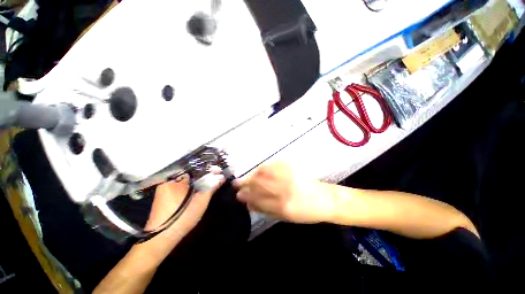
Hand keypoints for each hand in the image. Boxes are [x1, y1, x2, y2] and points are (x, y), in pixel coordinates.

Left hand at [144, 172, 224, 248]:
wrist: (160, 239)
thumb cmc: (182, 217)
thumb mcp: (201, 201)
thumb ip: (212, 187)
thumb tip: (222, 177)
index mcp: (175, 179)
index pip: (196, 168)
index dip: (208, 169)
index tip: (218, 171)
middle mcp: (168, 180)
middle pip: (191, 173)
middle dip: (204, 175)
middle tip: (216, 177)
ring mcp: (165, 188)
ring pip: (187, 180)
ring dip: (198, 181)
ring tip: (210, 183)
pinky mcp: (164, 196)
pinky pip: (181, 186)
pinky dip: (191, 186)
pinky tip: (198, 190)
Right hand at [234, 162, 334, 223]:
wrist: (324, 199)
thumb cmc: (305, 212)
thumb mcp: (286, 217)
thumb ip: (266, 210)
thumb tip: (250, 204)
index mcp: (283, 206)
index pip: (258, 199)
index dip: (246, 197)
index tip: (238, 195)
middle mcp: (284, 190)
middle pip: (259, 184)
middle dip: (245, 184)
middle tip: (236, 184)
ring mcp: (288, 177)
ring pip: (264, 173)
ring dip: (252, 175)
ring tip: (246, 178)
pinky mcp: (292, 168)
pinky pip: (273, 165)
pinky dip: (264, 168)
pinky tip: (259, 170)